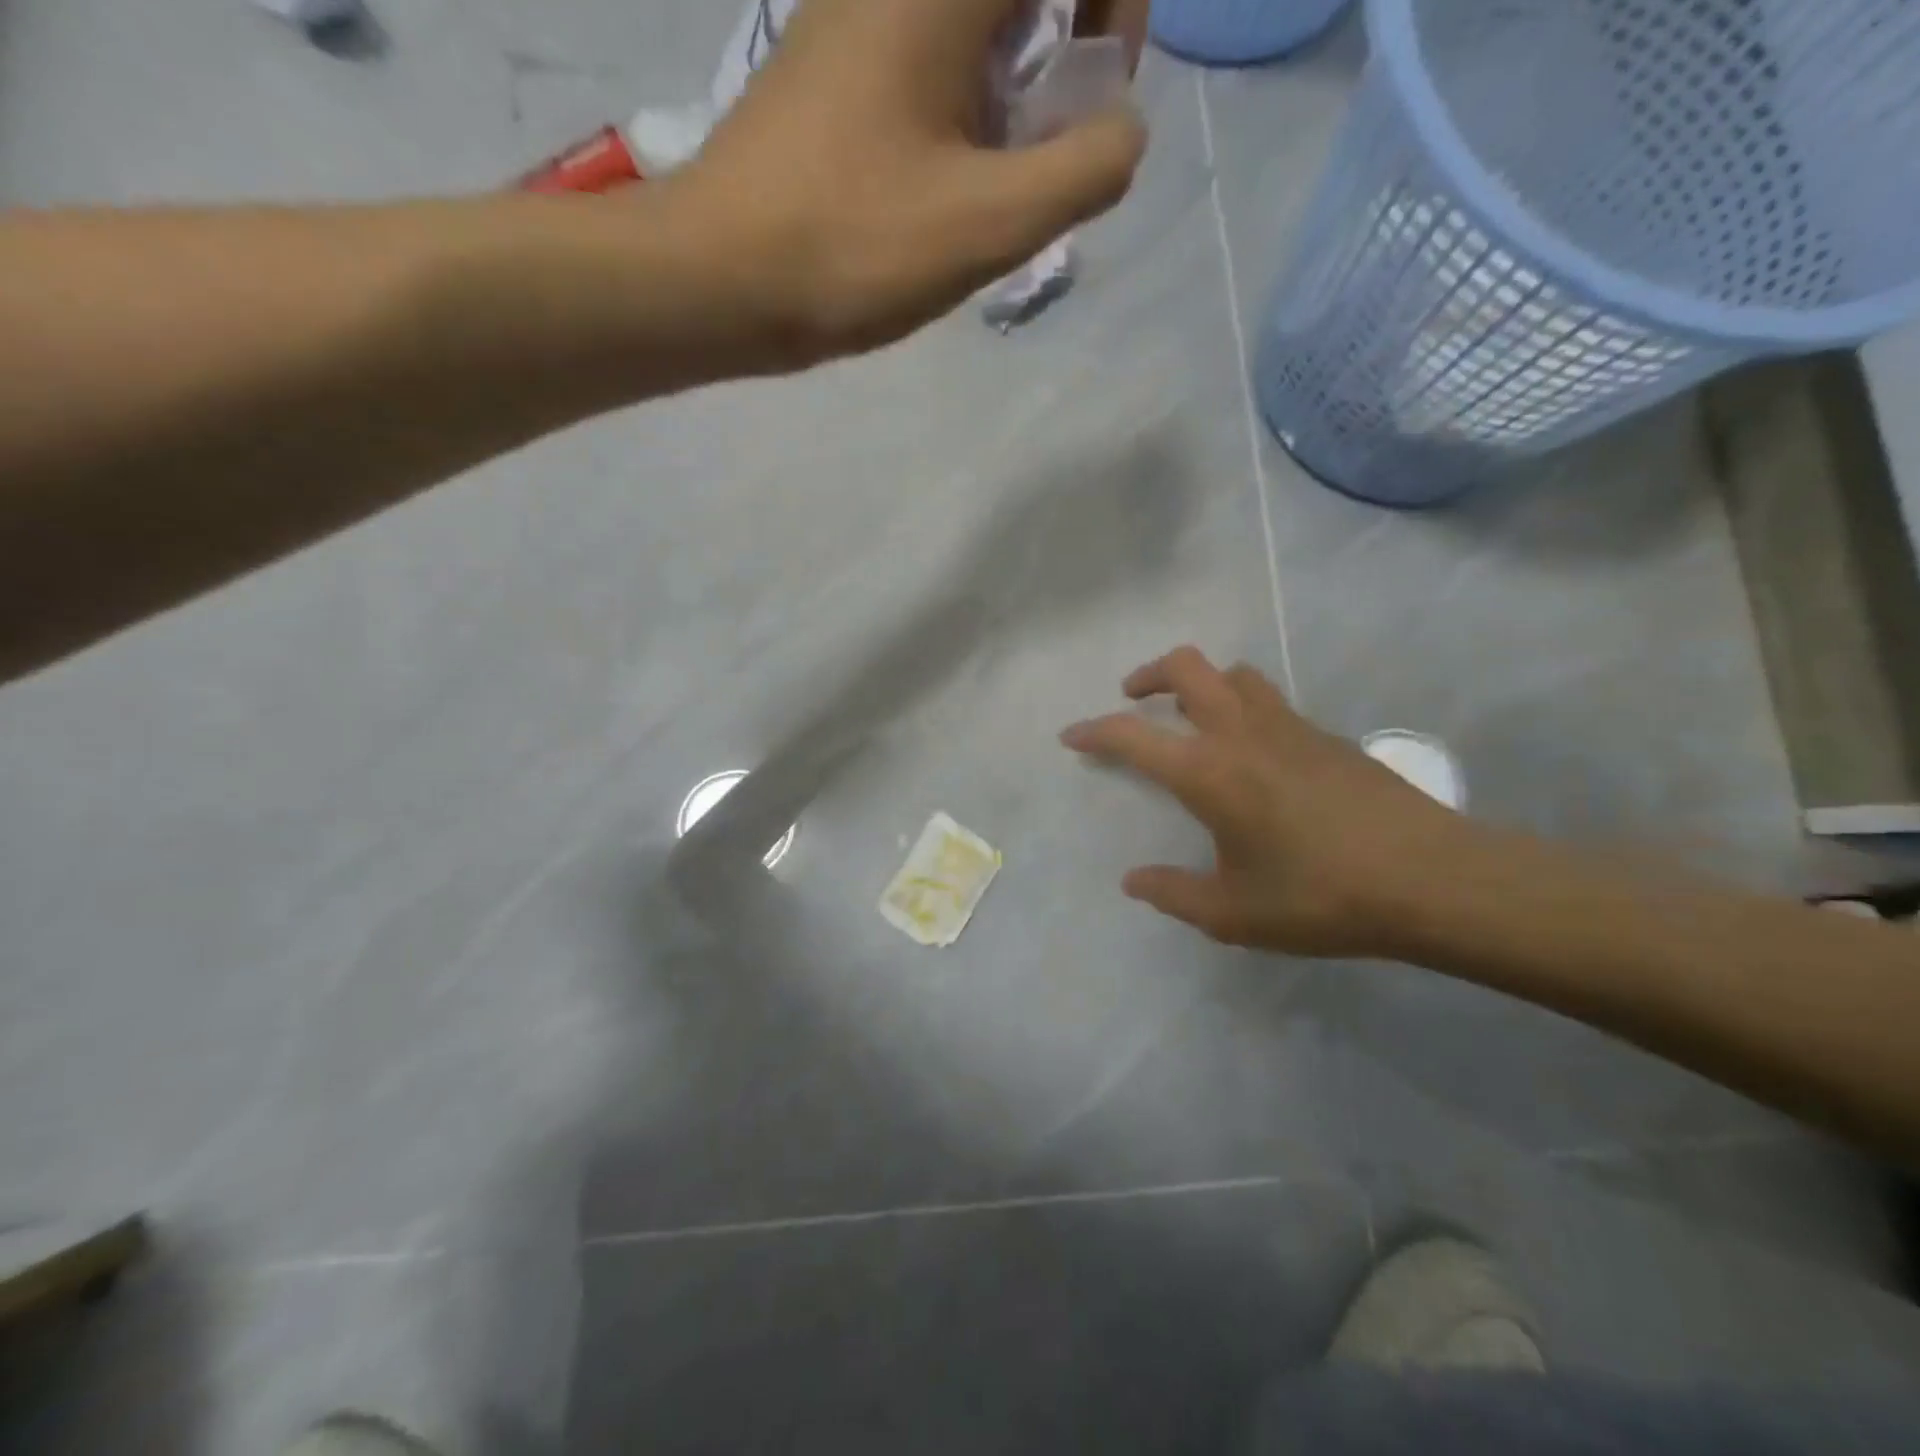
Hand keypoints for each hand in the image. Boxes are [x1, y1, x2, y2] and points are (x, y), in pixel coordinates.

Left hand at [668, 0, 1147, 364]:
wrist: (719, 279)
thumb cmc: (852, 247)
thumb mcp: (988, 222)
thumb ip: (1082, 170)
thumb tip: (1123, 132)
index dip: (1113, 1)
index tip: (1099, 93)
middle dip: (1065, 49)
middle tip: (1051, 147)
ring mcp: (855, 18)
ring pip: (974, 24)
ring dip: (1013, 90)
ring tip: (997, 182)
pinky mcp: (833, 70)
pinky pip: (927, 58)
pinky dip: (964, 108)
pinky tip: (948, 183)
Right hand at [1060, 648, 1472, 956]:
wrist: (1433, 880)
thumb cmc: (1321, 897)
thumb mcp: (1233, 914)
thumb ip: (1173, 894)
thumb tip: (1134, 881)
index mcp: (1208, 772)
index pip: (1133, 735)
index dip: (1094, 731)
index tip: (1072, 736)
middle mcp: (1242, 733)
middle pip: (1187, 667)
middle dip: (1149, 674)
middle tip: (1133, 700)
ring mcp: (1289, 727)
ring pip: (1234, 673)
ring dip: (1201, 682)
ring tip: (1192, 718)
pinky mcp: (1326, 735)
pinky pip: (1269, 700)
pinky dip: (1242, 707)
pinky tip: (1253, 753)